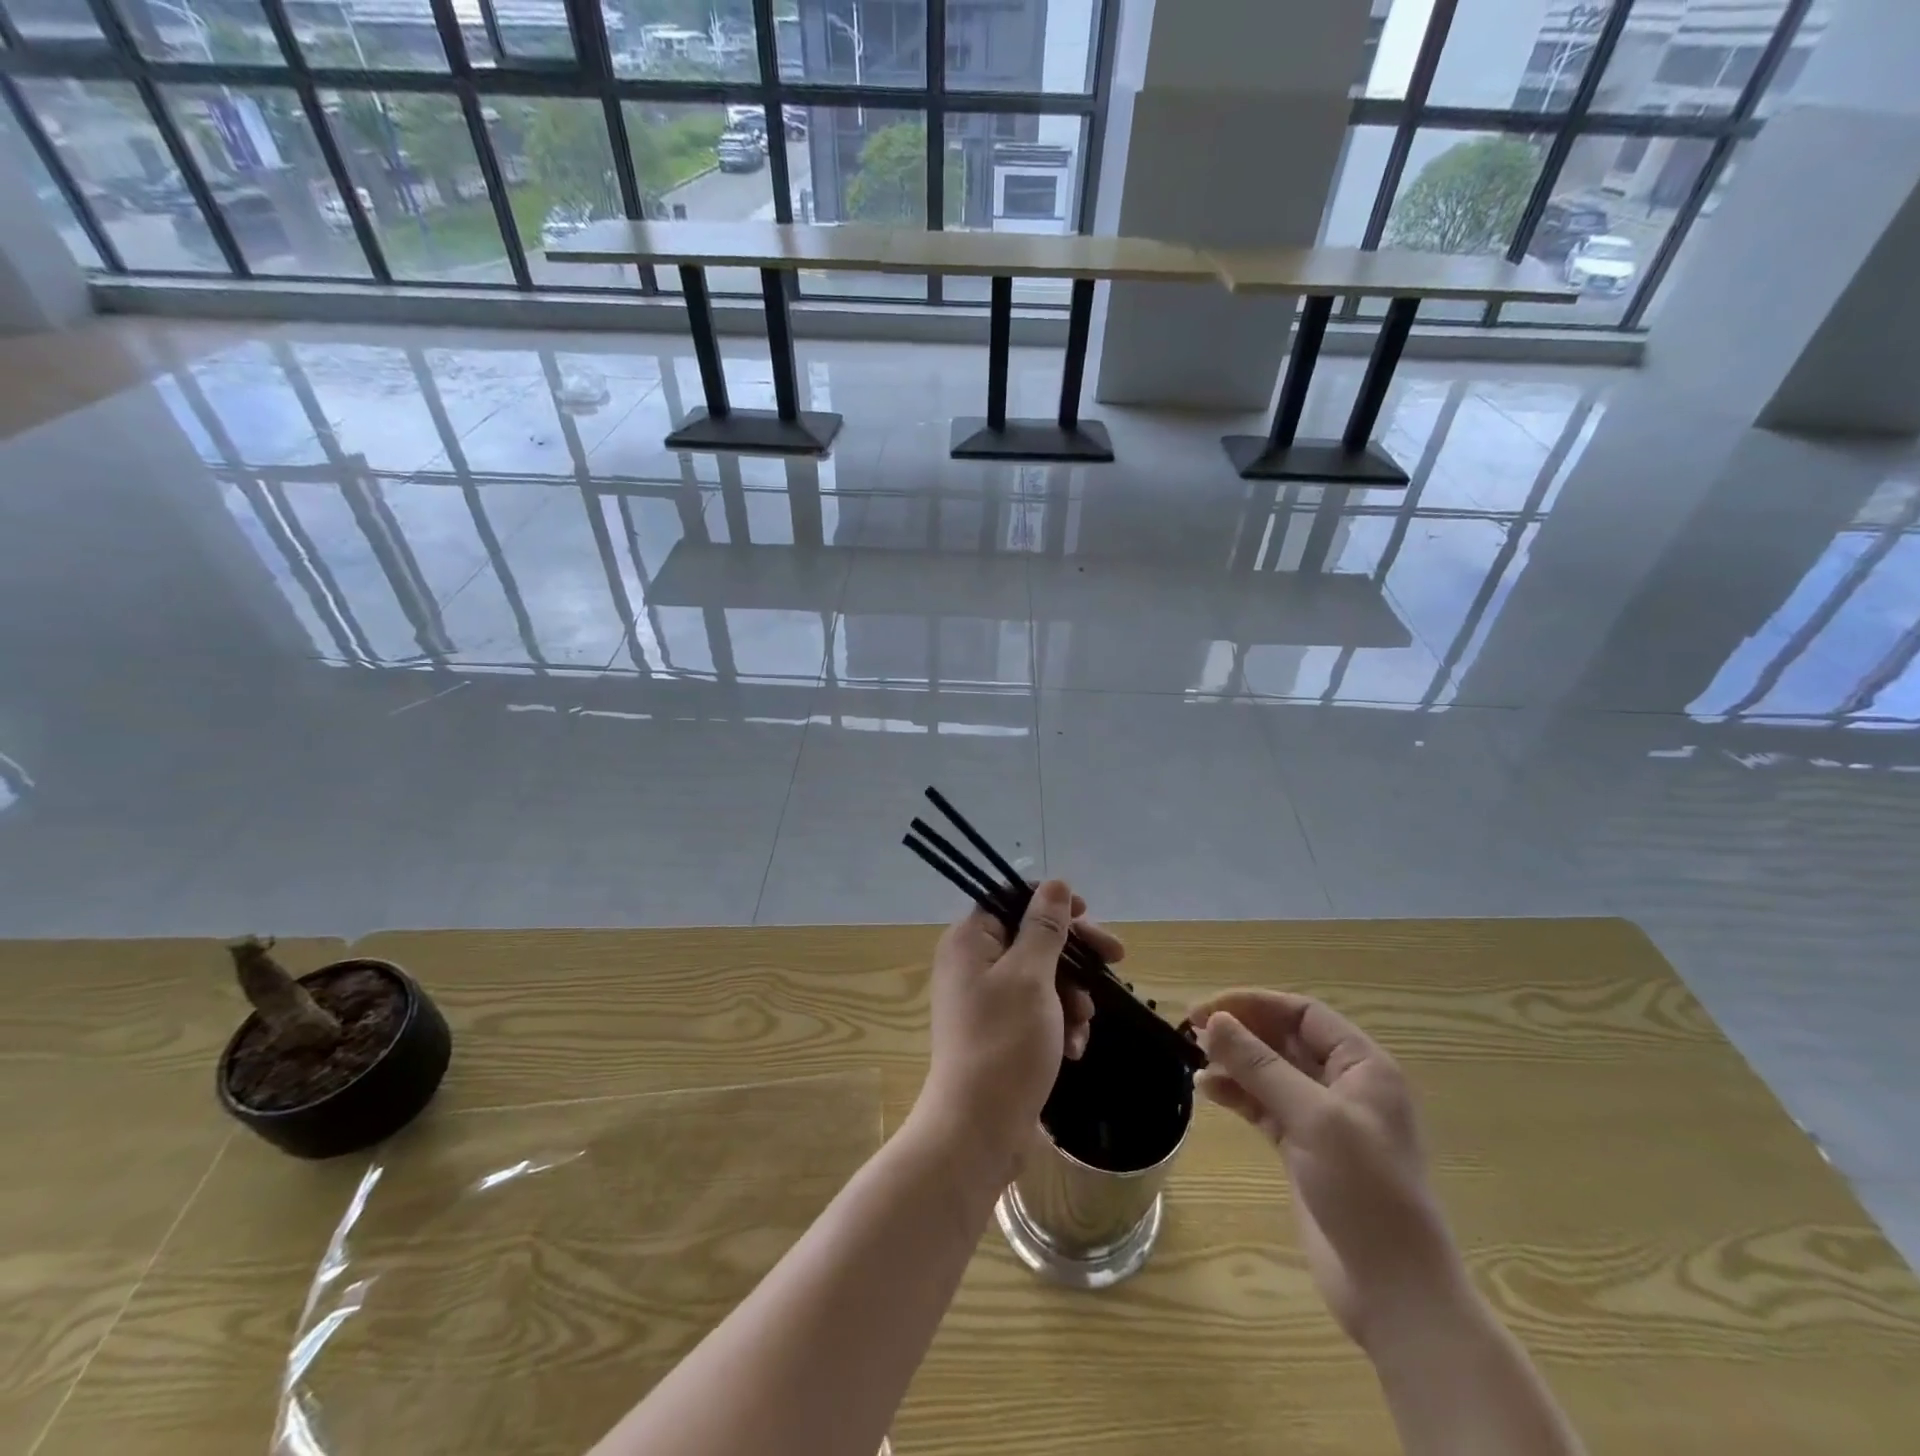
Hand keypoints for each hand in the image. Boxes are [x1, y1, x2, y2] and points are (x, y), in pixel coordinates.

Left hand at [915, 880, 1120, 1184]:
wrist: (978, 1129)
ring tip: (1084, 1023)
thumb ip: (1045, 927)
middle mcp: (971, 964)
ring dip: (1070, 996)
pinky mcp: (998, 1033)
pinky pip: (1035, 1012)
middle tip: (1117, 960)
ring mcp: (983, 1001)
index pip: (1011, 900)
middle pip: (1031, 939)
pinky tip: (1073, 1049)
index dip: (1051, 904)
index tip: (1088, 915)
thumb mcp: (1031, 976)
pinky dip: (1058, 1024)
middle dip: (1074, 956)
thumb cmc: (1005, 1042)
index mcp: (969, 941)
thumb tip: (1055, 884)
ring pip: (1040, 978)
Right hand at [1190, 990, 1467, 1349]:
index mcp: (1363, 1066)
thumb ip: (1261, 1066)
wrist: (1394, 1291)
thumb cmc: (1365, 1192)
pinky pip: (1264, 1105)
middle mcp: (1345, 1085)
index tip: (1206, 1010)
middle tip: (1192, 1030)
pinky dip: (1237, 1094)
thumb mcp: (1313, 1118)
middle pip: (1284, 1038)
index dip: (1254, 1003)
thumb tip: (1213, 1020)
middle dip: (1240, 1031)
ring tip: (1195, 1060)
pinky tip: (1208, 1090)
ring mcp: (1324, 1119)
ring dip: (1234, 1061)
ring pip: (1270, 1072)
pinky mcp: (1305, 1150)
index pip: (1302, 1013)